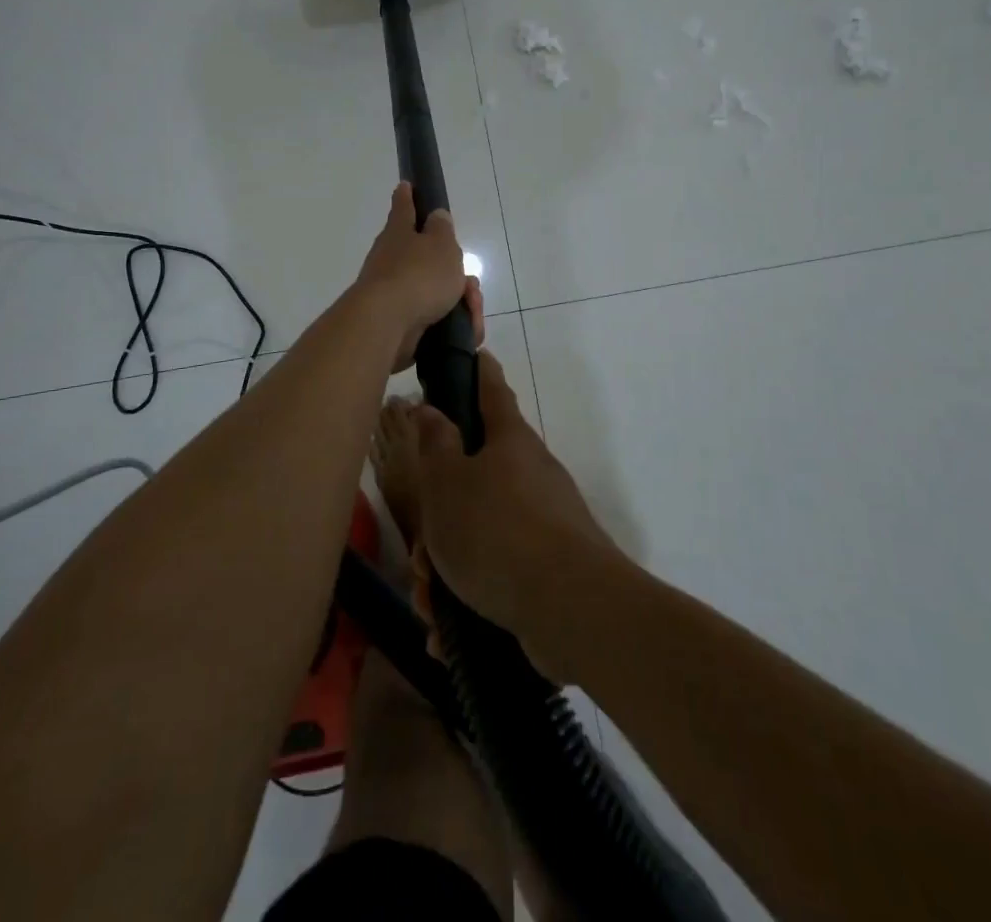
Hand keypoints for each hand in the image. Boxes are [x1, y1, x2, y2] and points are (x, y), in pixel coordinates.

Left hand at [354, 182, 482, 372]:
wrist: (387, 326)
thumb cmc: (418, 276)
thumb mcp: (441, 245)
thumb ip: (442, 229)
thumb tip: (435, 215)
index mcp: (399, 233)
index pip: (404, 207)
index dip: (407, 196)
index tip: (405, 185)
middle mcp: (391, 258)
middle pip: (427, 258)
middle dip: (454, 272)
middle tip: (470, 286)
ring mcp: (393, 291)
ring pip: (434, 290)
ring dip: (458, 300)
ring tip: (472, 312)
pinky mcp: (399, 321)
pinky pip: (433, 317)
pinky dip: (451, 322)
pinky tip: (466, 330)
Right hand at [407, 352, 618, 675]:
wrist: (570, 608)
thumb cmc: (497, 531)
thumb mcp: (447, 484)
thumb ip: (434, 444)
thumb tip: (430, 408)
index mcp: (509, 443)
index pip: (492, 391)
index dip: (480, 372)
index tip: (477, 354)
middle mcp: (531, 475)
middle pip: (476, 479)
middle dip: (440, 519)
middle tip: (420, 555)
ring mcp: (546, 523)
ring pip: (481, 533)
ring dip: (448, 568)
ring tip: (431, 604)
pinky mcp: (551, 569)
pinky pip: (498, 575)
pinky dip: (471, 599)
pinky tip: (449, 636)